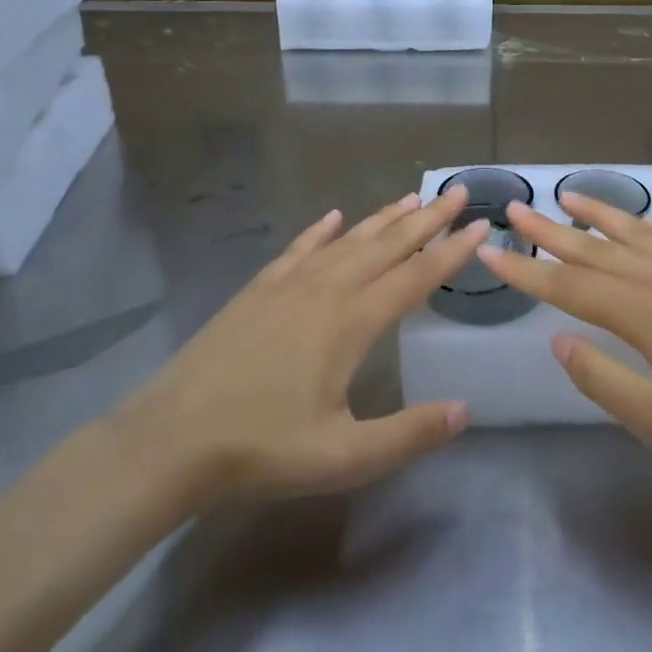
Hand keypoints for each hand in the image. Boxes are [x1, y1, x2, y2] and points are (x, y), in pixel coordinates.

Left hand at [109, 186, 486, 515]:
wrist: (170, 439)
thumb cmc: (261, 449)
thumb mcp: (343, 458)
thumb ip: (408, 434)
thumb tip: (466, 410)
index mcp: (352, 323)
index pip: (416, 277)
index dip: (452, 252)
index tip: (481, 227)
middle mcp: (326, 291)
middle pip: (387, 246)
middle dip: (427, 220)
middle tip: (457, 194)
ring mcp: (289, 286)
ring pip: (347, 241)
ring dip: (382, 219)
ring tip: (411, 198)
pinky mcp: (258, 290)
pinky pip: (298, 250)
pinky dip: (320, 231)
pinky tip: (332, 217)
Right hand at [478, 192, 651, 503]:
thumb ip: (603, 379)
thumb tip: (559, 340)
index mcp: (649, 312)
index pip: (571, 285)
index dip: (526, 270)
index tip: (488, 250)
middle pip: (597, 248)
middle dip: (551, 229)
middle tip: (514, 206)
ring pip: (637, 233)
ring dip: (598, 214)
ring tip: (567, 196)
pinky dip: (645, 224)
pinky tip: (637, 223)